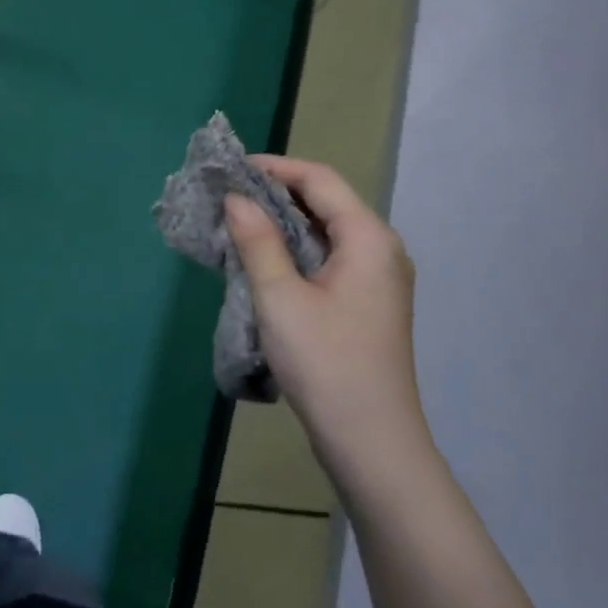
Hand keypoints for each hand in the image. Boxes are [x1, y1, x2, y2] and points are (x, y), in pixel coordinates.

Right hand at [224, 157, 432, 488]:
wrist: (370, 440)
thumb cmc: (325, 362)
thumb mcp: (280, 297)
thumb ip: (257, 241)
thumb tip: (236, 198)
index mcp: (368, 238)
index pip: (320, 180)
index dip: (274, 167)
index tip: (230, 169)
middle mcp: (380, 250)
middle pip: (326, 203)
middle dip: (275, 194)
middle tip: (226, 197)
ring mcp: (377, 279)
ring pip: (325, 233)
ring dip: (282, 225)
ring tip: (236, 225)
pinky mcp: (366, 304)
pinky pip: (328, 260)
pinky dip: (294, 252)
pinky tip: (262, 262)